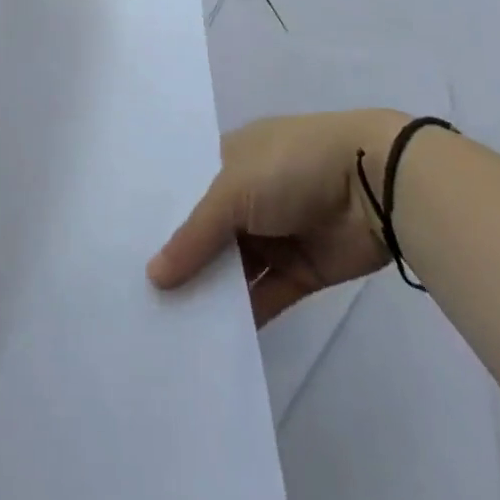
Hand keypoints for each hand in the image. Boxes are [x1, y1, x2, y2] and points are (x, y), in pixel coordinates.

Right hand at [148, 110, 410, 324]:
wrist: (375, 184)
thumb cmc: (292, 166)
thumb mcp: (232, 190)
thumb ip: (194, 236)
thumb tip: (153, 277)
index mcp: (232, 159)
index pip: (186, 188)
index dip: (159, 216)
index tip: (124, 248)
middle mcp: (250, 195)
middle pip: (207, 232)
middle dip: (180, 261)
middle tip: (137, 297)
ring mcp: (277, 233)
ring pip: (234, 268)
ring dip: (210, 292)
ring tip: (166, 324)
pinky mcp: (301, 270)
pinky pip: (265, 295)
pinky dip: (244, 316)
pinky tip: (211, 340)